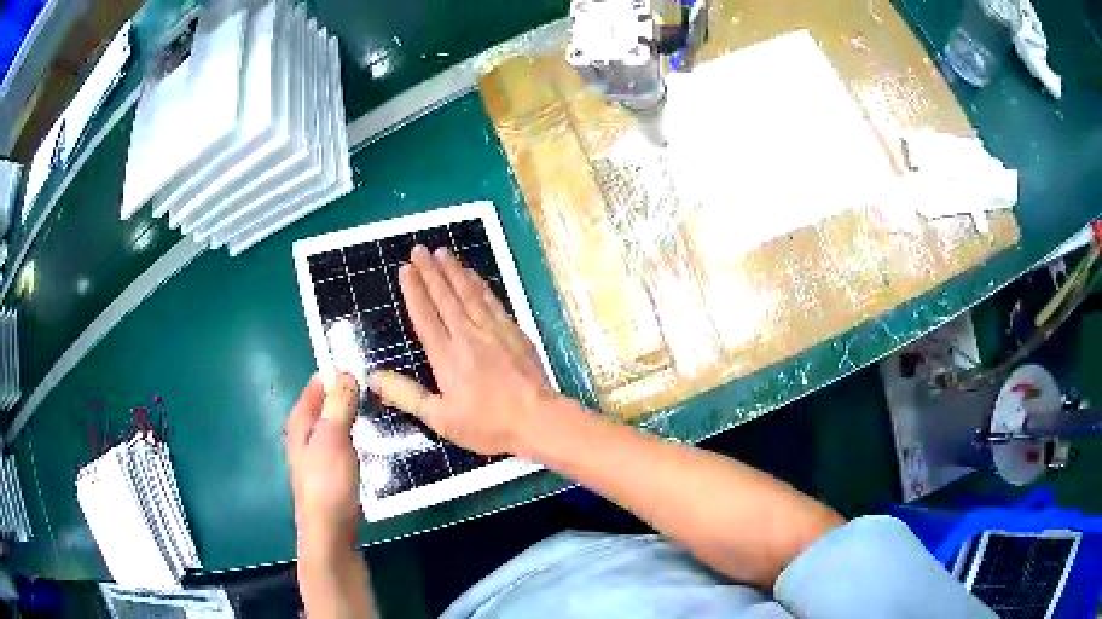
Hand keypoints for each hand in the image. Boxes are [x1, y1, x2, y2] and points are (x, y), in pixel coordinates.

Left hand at [285, 373, 360, 548]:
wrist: (330, 533)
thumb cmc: (328, 483)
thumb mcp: (333, 438)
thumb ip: (338, 405)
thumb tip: (345, 373)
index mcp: (300, 424)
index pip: (315, 386)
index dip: (335, 374)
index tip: (363, 365)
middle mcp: (305, 436)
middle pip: (325, 406)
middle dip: (347, 395)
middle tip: (377, 387)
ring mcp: (317, 457)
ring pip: (335, 426)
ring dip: (352, 417)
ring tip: (379, 409)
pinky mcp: (331, 474)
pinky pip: (343, 444)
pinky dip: (355, 437)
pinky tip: (372, 442)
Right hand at [367, 245, 552, 455]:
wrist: (538, 419)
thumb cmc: (487, 425)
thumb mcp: (440, 419)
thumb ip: (406, 395)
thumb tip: (372, 377)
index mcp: (446, 356)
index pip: (425, 316)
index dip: (414, 291)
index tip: (405, 269)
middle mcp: (467, 335)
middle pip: (445, 297)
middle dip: (430, 271)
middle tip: (419, 250)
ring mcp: (493, 330)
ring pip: (468, 293)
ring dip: (454, 271)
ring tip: (442, 252)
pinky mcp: (513, 331)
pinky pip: (492, 300)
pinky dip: (479, 285)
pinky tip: (473, 275)